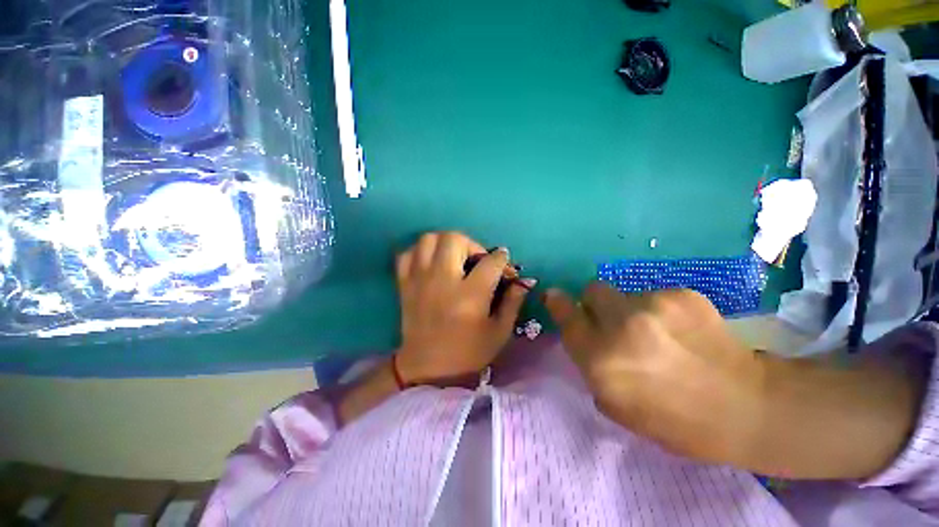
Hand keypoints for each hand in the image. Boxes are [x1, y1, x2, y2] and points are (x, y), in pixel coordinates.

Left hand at [395, 232, 534, 384]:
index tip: (503, 263)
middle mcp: (442, 281)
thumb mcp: (499, 331)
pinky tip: (431, 263)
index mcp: (470, 295)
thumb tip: (523, 280)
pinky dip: (420, 252)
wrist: (427, 369)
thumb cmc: (468, 353)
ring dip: (445, 243)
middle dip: (471, 244)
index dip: (502, 259)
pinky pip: (407, 253)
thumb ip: (513, 302)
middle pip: (454, 239)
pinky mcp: (405, 284)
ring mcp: (419, 280)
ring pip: (429, 239)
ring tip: (454, 258)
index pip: (491, 261)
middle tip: (476, 260)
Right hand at [544, 284, 764, 465]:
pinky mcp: (681, 294)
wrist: (746, 407)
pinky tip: (682, 331)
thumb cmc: (673, 420)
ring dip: (631, 309)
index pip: (567, 317)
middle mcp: (621, 326)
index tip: (553, 295)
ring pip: (625, 293)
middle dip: (596, 303)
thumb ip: (589, 363)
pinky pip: (655, 295)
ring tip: (658, 334)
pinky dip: (660, 310)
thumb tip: (581, 332)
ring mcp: (653, 305)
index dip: (558, 303)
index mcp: (601, 360)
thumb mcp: (616, 404)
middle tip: (615, 320)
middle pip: (592, 290)